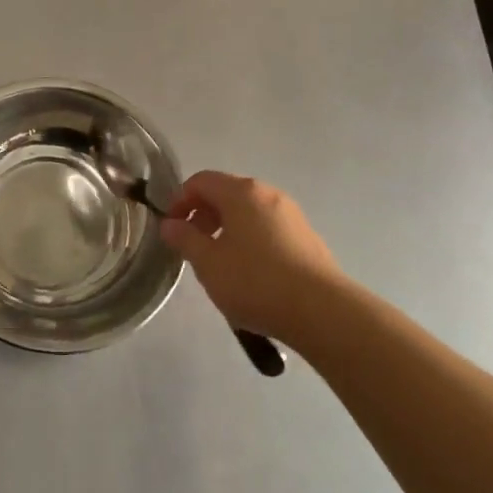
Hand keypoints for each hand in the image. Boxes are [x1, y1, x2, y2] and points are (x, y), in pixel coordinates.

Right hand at [159, 170, 344, 344]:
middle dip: (203, 215)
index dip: (179, 200)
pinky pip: (268, 228)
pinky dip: (250, 239)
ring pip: (248, 212)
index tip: (171, 228)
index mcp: (241, 192)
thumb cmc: (255, 282)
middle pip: (226, 193)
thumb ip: (185, 239)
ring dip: (227, 229)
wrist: (322, 311)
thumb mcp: (208, 263)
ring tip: (220, 263)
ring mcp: (291, 214)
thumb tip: (170, 224)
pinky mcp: (306, 237)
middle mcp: (268, 193)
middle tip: (192, 246)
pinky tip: (250, 273)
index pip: (201, 181)